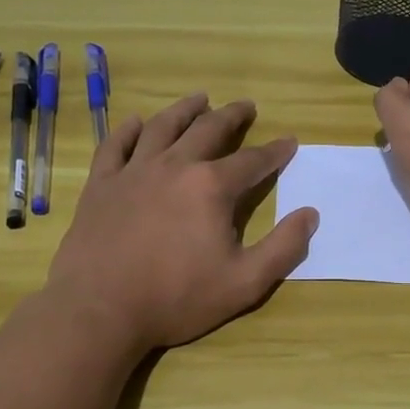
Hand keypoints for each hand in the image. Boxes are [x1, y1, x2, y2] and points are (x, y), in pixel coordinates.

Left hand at [45, 94, 319, 351]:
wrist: (99, 310)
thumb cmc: (176, 298)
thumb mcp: (245, 283)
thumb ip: (284, 247)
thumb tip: (310, 214)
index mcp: (211, 187)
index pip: (253, 161)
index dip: (275, 151)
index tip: (289, 142)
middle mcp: (175, 166)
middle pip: (208, 130)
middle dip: (232, 116)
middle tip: (246, 106)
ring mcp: (133, 171)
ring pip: (162, 126)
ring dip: (185, 110)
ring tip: (199, 99)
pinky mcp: (101, 184)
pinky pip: (115, 145)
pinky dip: (127, 130)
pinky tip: (135, 122)